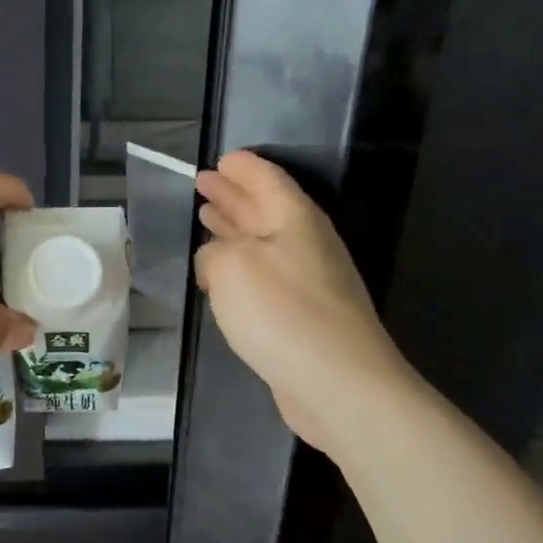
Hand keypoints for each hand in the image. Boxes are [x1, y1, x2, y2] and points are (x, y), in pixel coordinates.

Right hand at [194, 150, 410, 450]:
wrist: (338, 383)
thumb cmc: (281, 312)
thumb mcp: (230, 267)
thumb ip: (213, 253)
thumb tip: (215, 260)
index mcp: (294, 219)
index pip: (266, 179)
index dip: (242, 168)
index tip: (221, 159)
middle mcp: (305, 243)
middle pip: (265, 208)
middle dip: (233, 194)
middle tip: (204, 182)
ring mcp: (308, 281)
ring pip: (263, 242)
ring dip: (235, 228)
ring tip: (207, 216)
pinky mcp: (303, 315)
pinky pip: (264, 275)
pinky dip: (240, 265)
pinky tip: (221, 273)